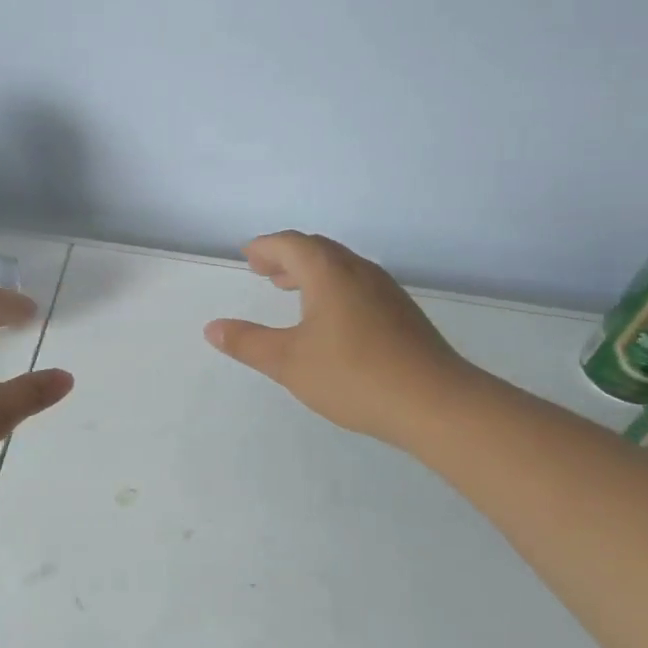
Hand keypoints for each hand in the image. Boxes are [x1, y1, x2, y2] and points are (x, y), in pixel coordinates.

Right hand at [204, 231, 474, 449]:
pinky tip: (330, 319)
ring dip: (311, 271)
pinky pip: (358, 285)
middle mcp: (359, 272)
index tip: (248, 256)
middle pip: (318, 249)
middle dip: (287, 256)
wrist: (435, 403)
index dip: (266, 247)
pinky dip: (333, 288)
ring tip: (291, 291)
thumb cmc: (353, 376)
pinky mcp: (402, 314)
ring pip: (341, 267)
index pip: (291, 244)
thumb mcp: (289, 362)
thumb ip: (247, 343)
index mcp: (329, 274)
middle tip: (264, 270)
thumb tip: (212, 328)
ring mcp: (386, 292)